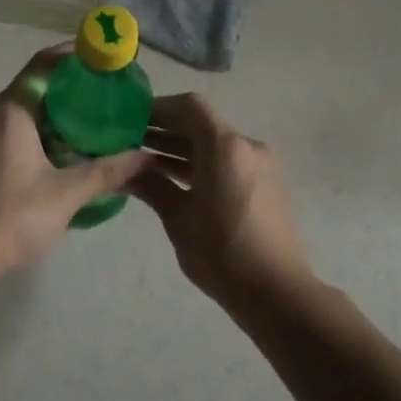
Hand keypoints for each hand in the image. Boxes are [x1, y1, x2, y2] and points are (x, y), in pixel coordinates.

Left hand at [0, 46, 151, 284]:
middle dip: (70, 86)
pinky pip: (13, 131)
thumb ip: (106, 172)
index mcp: (11, 111)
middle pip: (35, 86)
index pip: (44, 65)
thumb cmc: (9, 217)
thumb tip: (145, 157)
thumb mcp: (65, 195)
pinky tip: (64, 152)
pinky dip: (40, 131)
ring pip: (24, 112)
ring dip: (55, 112)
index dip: (73, 54)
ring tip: (92, 121)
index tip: (102, 54)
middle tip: (107, 91)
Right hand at [131, 94, 311, 308]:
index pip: (190, 107)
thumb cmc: (222, 253)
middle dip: (166, 129)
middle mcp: (247, 146)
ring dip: (182, 148)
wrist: (276, 293)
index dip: (159, 108)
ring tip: (144, 160)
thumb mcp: (178, 219)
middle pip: (202, 123)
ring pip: (214, 144)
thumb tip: (124, 169)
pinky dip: (201, 163)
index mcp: (226, 147)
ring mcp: (260, 165)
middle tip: (130, 140)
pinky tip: (173, 179)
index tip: (131, 119)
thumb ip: (151, 186)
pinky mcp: (265, 184)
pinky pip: (227, 161)